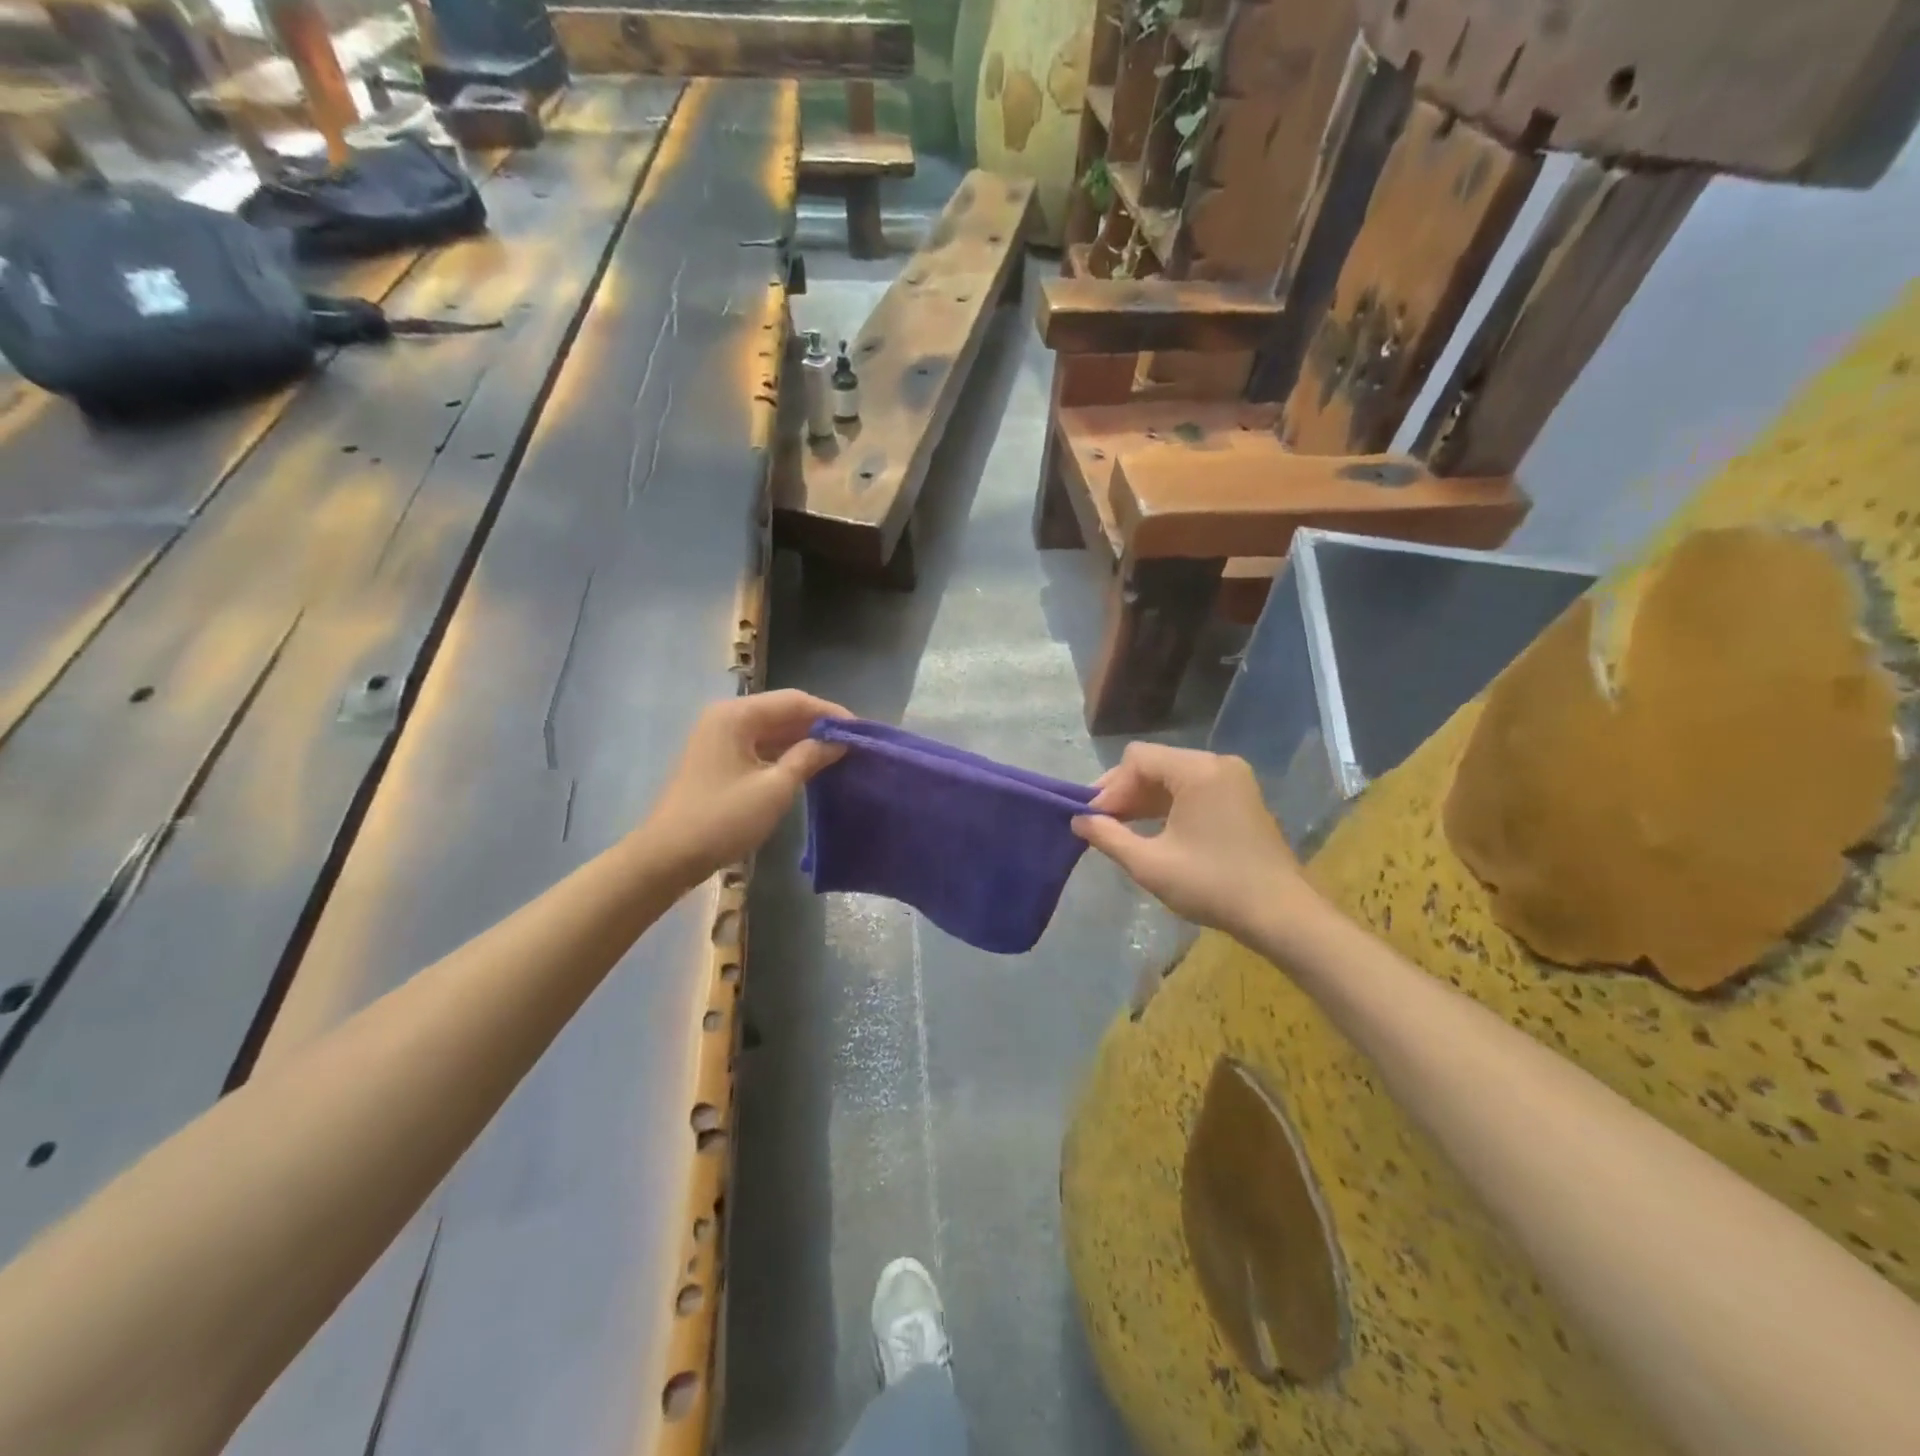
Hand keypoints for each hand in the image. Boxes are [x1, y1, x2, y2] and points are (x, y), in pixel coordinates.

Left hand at [643, 690, 850, 882]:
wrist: (668, 857)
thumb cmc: (723, 819)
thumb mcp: (774, 788)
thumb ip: (808, 758)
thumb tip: (838, 742)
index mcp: (737, 715)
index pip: (795, 701)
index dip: (830, 713)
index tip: (861, 731)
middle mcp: (727, 718)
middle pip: (782, 711)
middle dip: (818, 726)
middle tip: (854, 744)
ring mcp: (721, 739)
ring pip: (772, 730)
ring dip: (804, 741)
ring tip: (839, 756)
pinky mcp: (720, 760)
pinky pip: (760, 747)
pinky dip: (785, 754)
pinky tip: (809, 767)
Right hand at [1073, 743, 1311, 936]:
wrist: (1282, 915)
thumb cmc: (1212, 885)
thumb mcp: (1150, 864)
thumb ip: (1108, 836)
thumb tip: (1078, 821)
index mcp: (1198, 770)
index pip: (1137, 760)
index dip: (1109, 788)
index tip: (1093, 820)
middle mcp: (1218, 764)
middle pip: (1155, 764)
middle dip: (1125, 793)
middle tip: (1102, 825)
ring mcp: (1234, 780)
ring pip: (1173, 777)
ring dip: (1145, 800)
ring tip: (1121, 830)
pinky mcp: (1242, 798)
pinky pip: (1194, 789)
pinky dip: (1169, 805)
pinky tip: (1153, 831)